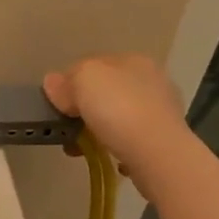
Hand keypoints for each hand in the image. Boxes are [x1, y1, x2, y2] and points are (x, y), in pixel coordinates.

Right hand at [43, 54, 191, 176]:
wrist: (157, 153)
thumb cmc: (118, 108)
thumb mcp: (83, 82)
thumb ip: (66, 81)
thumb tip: (53, 84)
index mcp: (134, 60)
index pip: (93, 65)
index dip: (70, 82)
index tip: (56, 104)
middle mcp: (152, 81)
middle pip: (107, 91)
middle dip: (84, 110)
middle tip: (67, 130)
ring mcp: (162, 112)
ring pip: (118, 117)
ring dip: (97, 131)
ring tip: (81, 150)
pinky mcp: (165, 141)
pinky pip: (132, 140)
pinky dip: (118, 147)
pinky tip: (109, 159)